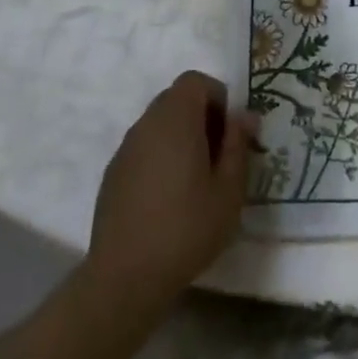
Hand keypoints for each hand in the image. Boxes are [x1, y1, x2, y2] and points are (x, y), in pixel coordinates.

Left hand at [86, 71, 257, 314]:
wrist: (125, 277)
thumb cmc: (187, 228)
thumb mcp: (229, 189)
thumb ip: (238, 145)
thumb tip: (244, 116)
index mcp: (176, 120)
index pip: (195, 81)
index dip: (217, 97)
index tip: (229, 132)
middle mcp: (146, 125)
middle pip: (175, 99)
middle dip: (201, 116)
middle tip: (218, 154)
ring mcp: (125, 150)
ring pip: (158, 124)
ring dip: (181, 136)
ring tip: (196, 178)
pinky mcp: (113, 175)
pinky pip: (144, 148)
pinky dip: (161, 156)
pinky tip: (169, 197)